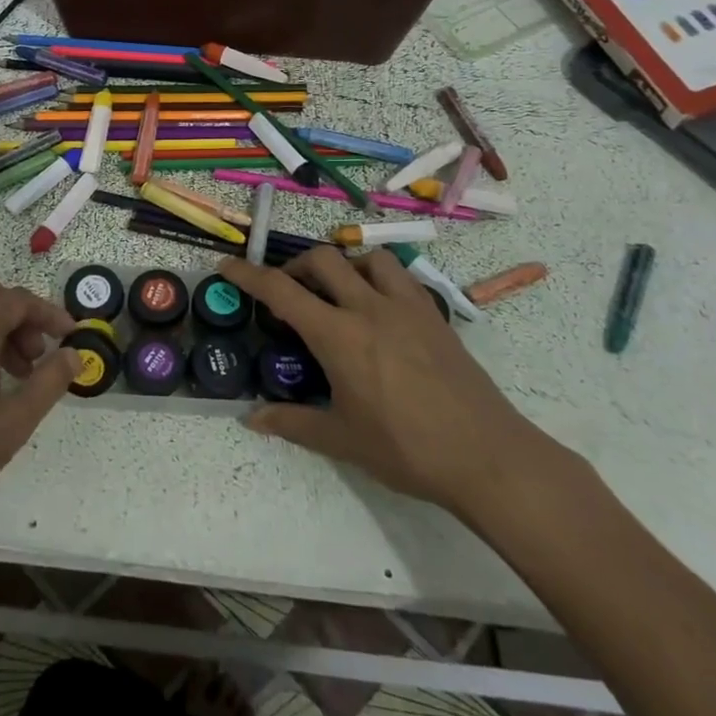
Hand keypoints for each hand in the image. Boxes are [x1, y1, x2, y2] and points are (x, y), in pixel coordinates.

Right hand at [220, 249, 560, 518]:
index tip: (227, 265)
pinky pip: (401, 277)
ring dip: (343, 264)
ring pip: (367, 258)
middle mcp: (369, 308)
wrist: (487, 456)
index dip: (248, 274)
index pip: (281, 291)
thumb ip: (292, 422)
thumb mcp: (341, 439)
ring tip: (336, 291)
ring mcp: (407, 307)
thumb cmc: (406, 450)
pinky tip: (379, 307)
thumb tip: (251, 418)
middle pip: (322, 260)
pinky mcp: (435, 315)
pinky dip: (378, 277)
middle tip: (286, 290)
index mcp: (338, 336)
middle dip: (295, 266)